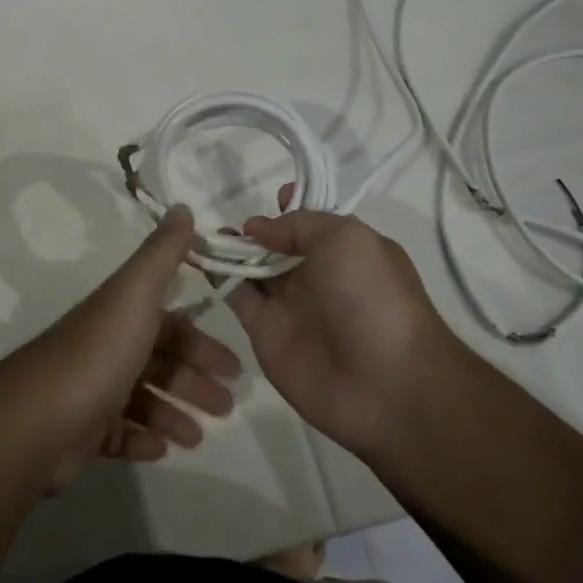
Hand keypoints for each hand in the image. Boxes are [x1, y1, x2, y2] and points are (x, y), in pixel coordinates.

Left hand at [0, 207, 241, 489]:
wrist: (37, 420)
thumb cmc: (97, 354)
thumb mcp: (135, 294)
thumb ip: (162, 254)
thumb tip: (182, 205)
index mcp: (121, 316)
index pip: (170, 323)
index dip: (202, 342)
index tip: (234, 367)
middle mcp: (107, 348)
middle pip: (160, 361)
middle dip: (195, 382)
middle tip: (227, 407)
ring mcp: (92, 391)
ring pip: (143, 400)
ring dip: (173, 414)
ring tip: (197, 436)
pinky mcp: (81, 431)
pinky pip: (119, 434)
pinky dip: (142, 439)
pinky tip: (161, 449)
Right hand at [227, 187, 462, 462]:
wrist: (384, 385)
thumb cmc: (372, 298)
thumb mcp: (345, 239)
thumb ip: (298, 225)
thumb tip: (257, 226)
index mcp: (347, 250)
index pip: (313, 222)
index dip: (292, 206)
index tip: (271, 197)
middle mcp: (318, 274)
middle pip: (278, 244)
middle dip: (254, 228)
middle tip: (224, 215)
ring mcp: (290, 304)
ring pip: (252, 268)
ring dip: (230, 248)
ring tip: (203, 232)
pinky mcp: (264, 331)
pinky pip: (236, 296)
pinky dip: (217, 276)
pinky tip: (198, 256)